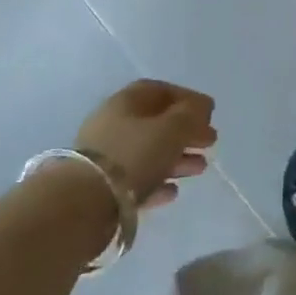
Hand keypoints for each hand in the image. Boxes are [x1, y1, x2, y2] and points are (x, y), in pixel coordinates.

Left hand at [76, 79, 215, 209]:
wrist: (84, 204)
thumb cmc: (133, 155)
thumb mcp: (172, 128)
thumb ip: (192, 114)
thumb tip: (202, 107)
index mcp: (126, 102)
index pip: (160, 91)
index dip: (187, 98)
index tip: (209, 112)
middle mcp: (113, 124)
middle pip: (156, 123)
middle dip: (186, 131)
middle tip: (211, 141)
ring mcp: (105, 158)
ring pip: (149, 152)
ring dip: (177, 158)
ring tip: (200, 168)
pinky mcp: (103, 188)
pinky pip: (137, 181)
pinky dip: (158, 182)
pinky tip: (173, 192)